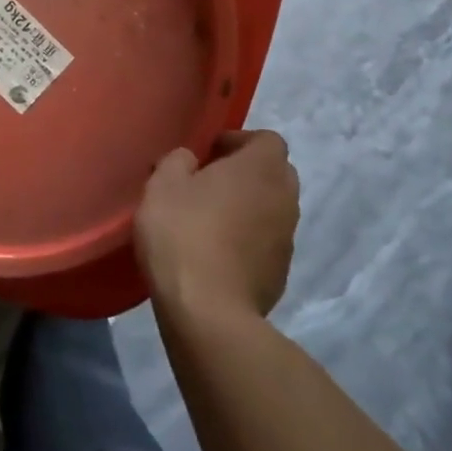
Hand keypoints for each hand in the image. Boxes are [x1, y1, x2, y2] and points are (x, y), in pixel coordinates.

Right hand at [135, 131, 298, 319]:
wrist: (209, 311)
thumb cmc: (183, 234)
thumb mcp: (162, 184)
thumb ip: (177, 160)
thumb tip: (190, 158)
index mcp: (261, 168)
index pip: (266, 139)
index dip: (238, 141)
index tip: (208, 154)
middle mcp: (285, 197)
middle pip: (274, 172)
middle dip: (245, 173)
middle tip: (208, 183)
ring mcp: (288, 238)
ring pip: (272, 208)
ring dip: (248, 207)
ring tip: (209, 220)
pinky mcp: (282, 272)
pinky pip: (266, 242)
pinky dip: (248, 240)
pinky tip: (216, 254)